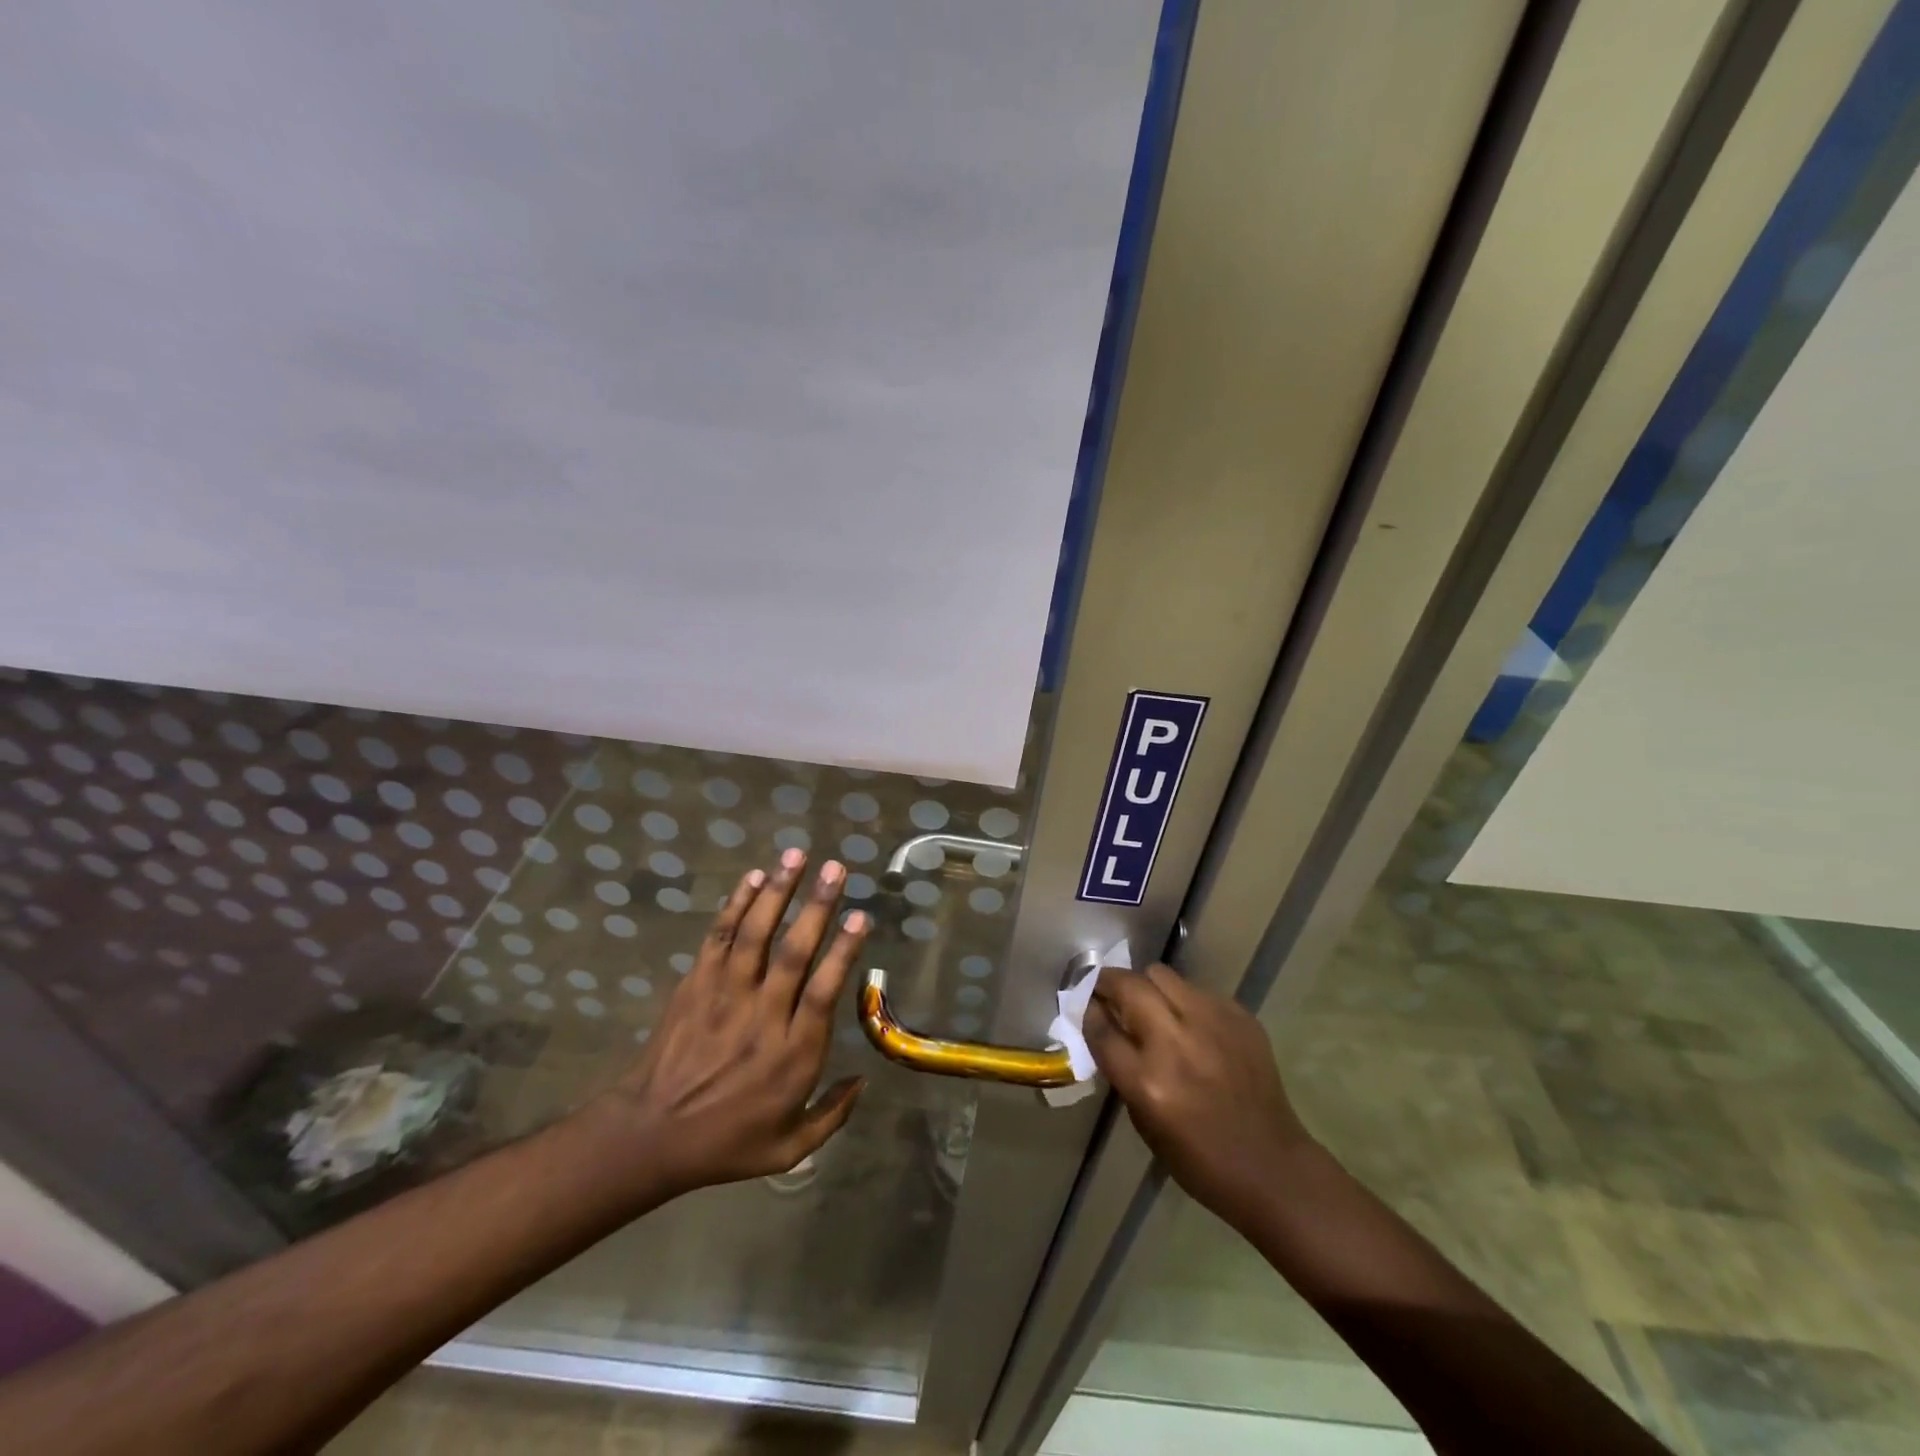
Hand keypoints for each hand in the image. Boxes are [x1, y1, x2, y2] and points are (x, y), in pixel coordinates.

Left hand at [589, 849, 869, 1196]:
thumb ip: (831, 1116)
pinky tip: (754, 877)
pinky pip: (719, 936)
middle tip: (836, 869)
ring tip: (797, 856)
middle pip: (794, 952)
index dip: (843, 951)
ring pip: (756, 933)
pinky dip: (736, 904)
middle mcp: (763, 1015)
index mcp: (791, 1053)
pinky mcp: (696, 984)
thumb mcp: (788, 1148)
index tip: (860, 917)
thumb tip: (863, 1080)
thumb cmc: (724, 1143)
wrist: (649, 1134)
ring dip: (778, 891)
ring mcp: (726, 995)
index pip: (824, 991)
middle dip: (817, 906)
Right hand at [1085, 965, 1312, 1231]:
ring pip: (1162, 975)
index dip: (1088, 1011)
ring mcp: (1211, 1023)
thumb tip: (1110, 1027)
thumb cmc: (1200, 1160)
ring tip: (1152, 1005)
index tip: (1086, 1006)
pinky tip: (1192, 1024)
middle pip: (1129, 985)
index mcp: (1148, 1081)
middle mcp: (1176, 1043)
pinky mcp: (1238, 1016)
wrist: (1272, 1167)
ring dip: (1147, 987)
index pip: (1101, 1029)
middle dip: (1110, 983)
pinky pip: (1197, 990)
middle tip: (1109, 993)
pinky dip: (1184, 1001)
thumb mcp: (1145, 1122)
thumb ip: (1123, 1070)